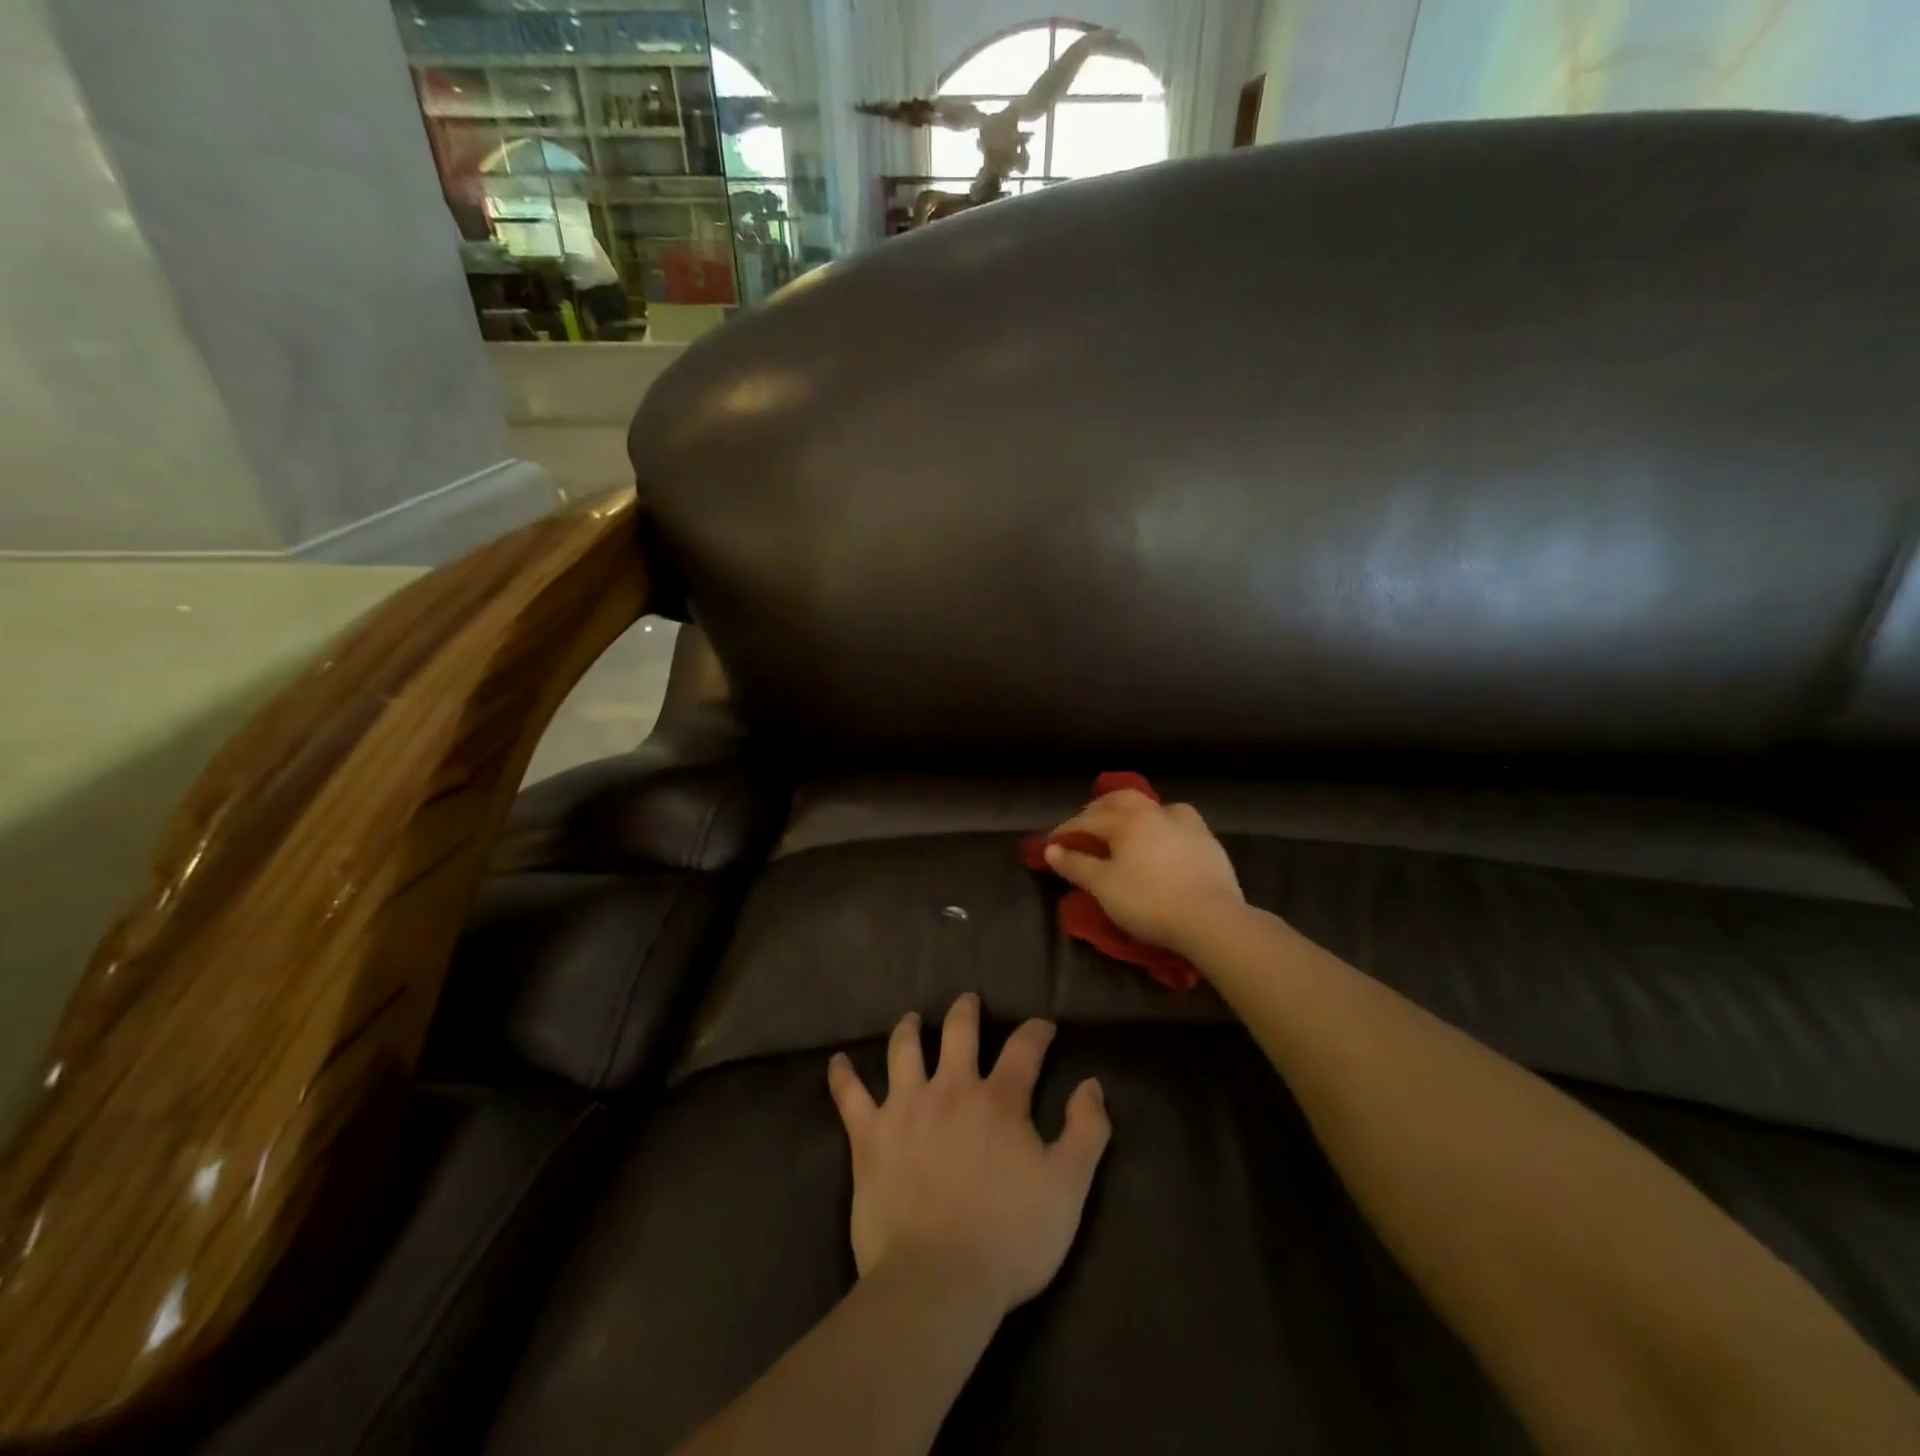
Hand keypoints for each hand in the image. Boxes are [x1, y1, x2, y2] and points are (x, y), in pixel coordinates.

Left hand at [827, 994, 1110, 1318]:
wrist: (937, 1281)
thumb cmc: (1010, 1238)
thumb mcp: (1068, 1188)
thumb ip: (1086, 1131)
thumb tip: (1091, 1084)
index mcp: (999, 1100)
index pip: (1023, 1048)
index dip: (1036, 1031)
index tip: (1043, 1027)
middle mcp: (951, 1088)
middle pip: (958, 1031)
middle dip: (966, 1011)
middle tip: (968, 1001)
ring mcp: (905, 1108)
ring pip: (904, 1050)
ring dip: (908, 1029)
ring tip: (911, 1019)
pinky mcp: (869, 1136)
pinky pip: (849, 1096)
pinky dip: (843, 1076)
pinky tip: (837, 1062)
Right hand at [1042, 789, 1244, 951]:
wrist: (1212, 919)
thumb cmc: (1148, 901)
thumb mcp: (1103, 886)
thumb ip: (1076, 865)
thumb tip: (1051, 849)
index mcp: (1128, 819)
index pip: (1088, 820)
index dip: (1066, 832)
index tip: (1050, 845)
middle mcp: (1156, 812)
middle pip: (1121, 800)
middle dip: (1098, 809)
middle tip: (1084, 824)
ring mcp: (1187, 825)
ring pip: (1154, 806)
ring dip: (1133, 811)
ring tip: (1125, 826)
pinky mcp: (1208, 843)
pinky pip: (1178, 823)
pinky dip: (1161, 825)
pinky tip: (1161, 840)